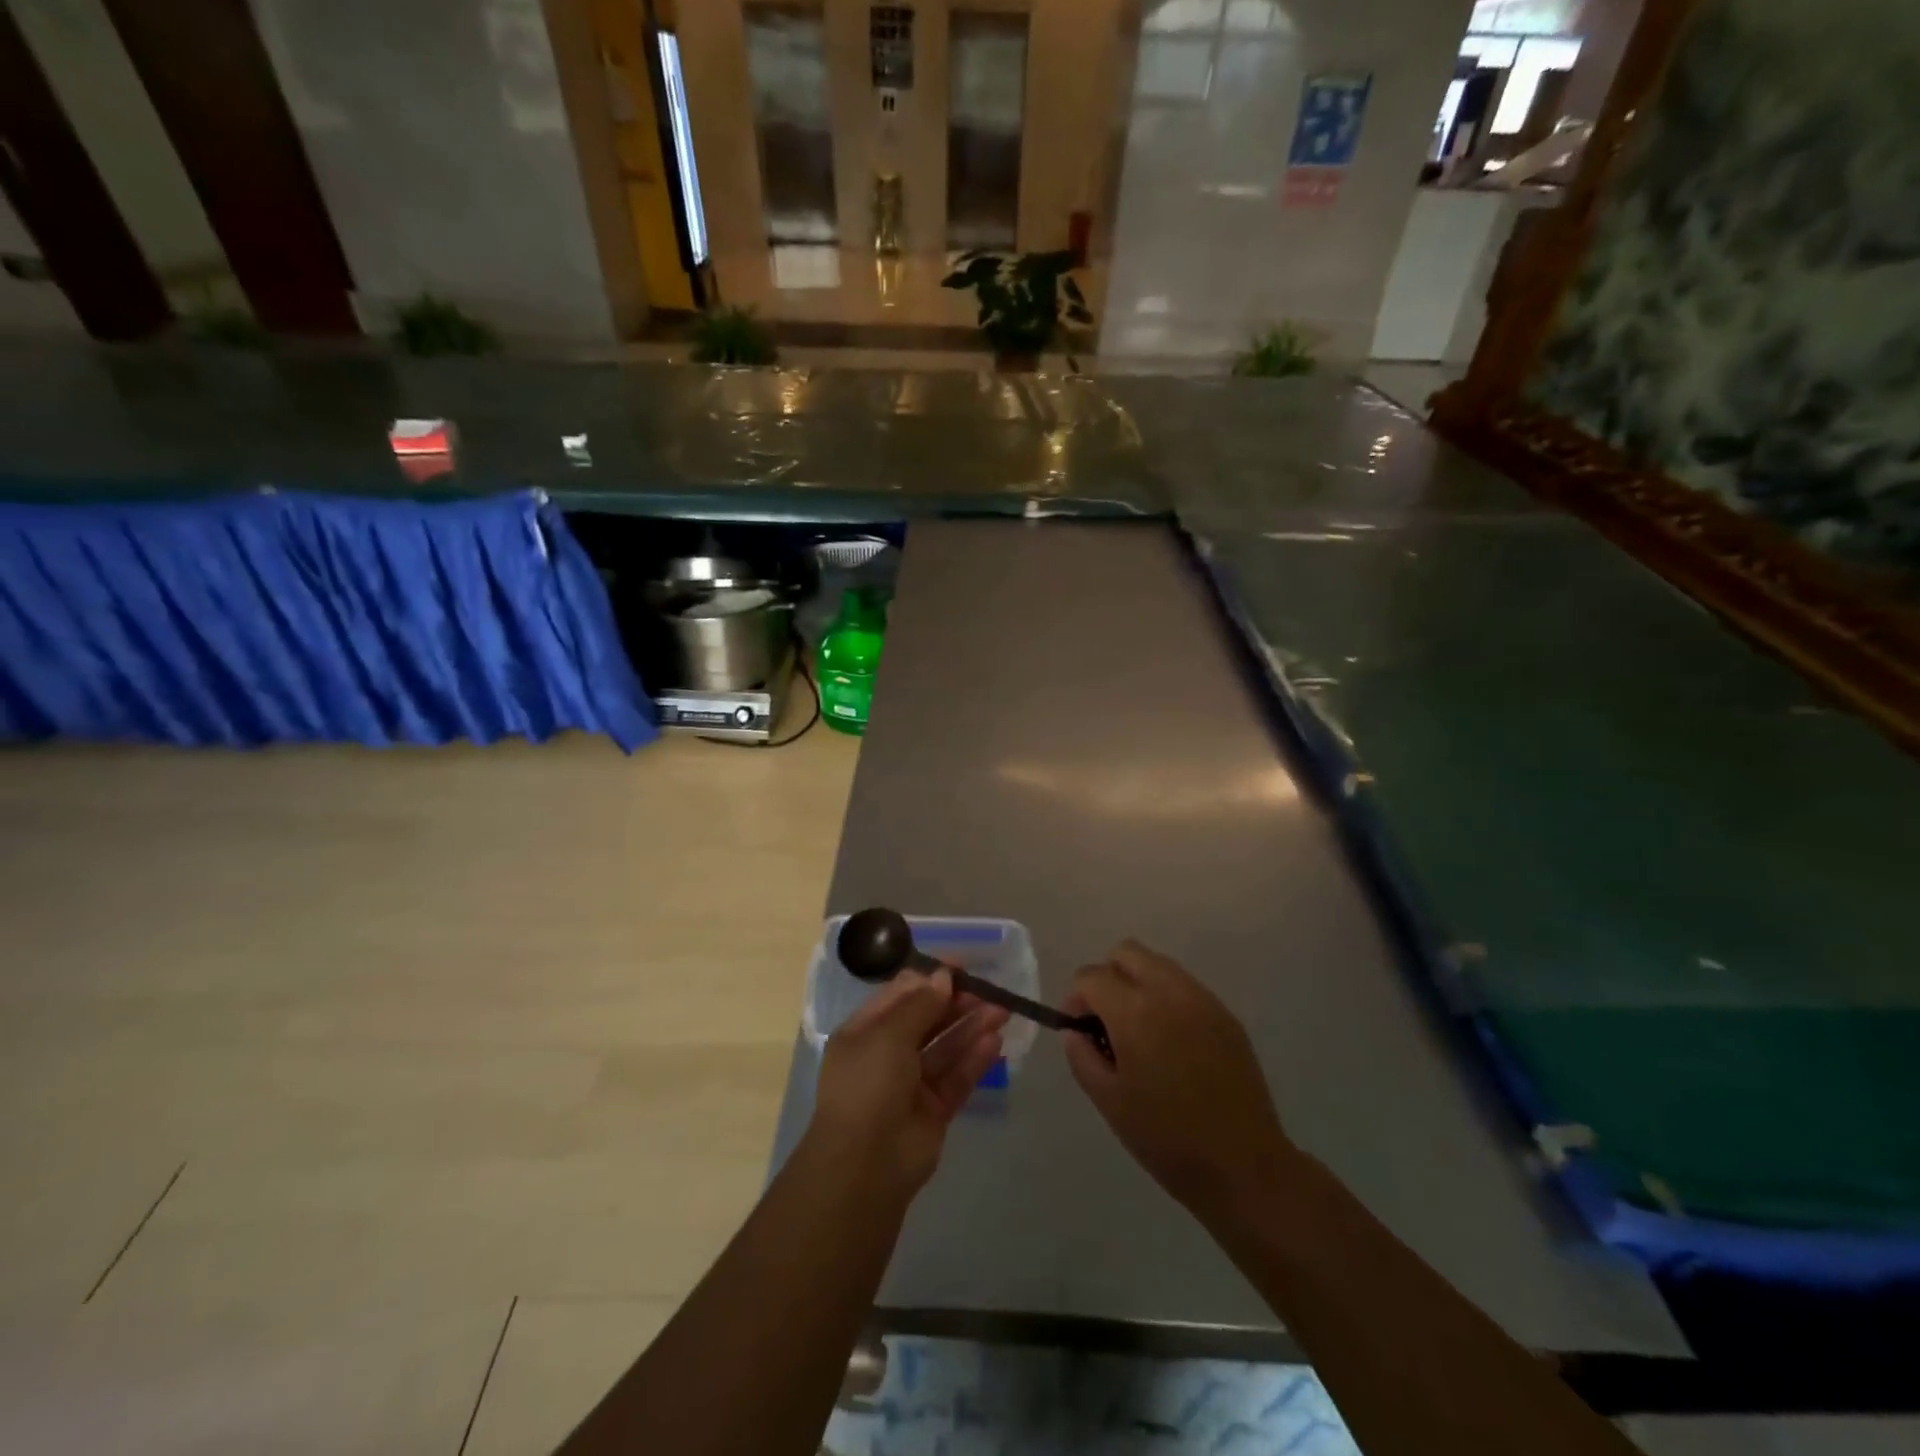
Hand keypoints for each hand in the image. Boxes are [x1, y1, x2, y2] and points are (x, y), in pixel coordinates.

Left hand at [807, 970, 1008, 1201]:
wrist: (865, 1166)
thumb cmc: (868, 1085)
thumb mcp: (888, 1034)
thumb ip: (920, 1004)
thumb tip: (943, 976)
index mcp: (864, 1032)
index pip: (899, 996)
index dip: (929, 979)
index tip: (959, 966)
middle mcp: (886, 1054)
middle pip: (926, 1020)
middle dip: (956, 1003)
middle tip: (987, 991)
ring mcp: (911, 1084)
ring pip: (945, 1048)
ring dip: (971, 1027)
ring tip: (1001, 1010)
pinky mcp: (934, 1110)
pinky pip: (956, 1077)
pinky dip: (974, 1058)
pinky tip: (995, 1041)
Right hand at [1064, 940, 1295, 1225]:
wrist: (1243, 1165)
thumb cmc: (1166, 1138)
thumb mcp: (1109, 1101)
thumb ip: (1082, 1055)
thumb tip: (1074, 1031)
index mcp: (1134, 1011)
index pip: (1090, 976)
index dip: (1075, 999)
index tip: (1078, 1030)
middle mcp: (1168, 991)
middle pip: (1126, 952)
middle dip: (1107, 977)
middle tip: (1106, 1021)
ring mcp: (1202, 999)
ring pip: (1158, 964)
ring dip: (1138, 984)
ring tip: (1139, 1031)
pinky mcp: (1225, 1014)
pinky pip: (1185, 987)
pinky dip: (1167, 999)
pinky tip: (1171, 1043)